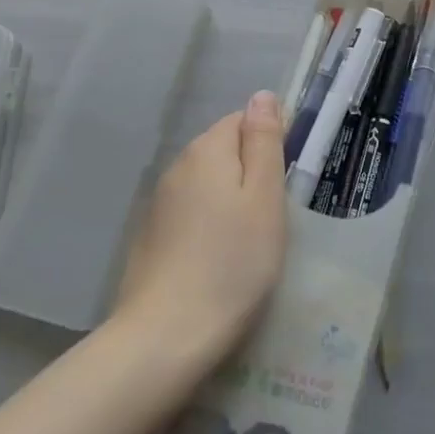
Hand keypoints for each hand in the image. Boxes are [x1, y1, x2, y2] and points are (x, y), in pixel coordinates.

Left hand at [113, 92, 288, 368]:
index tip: (283, 186)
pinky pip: (190, 214)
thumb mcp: (264, 198)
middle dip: (249, 175)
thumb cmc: (231, 263)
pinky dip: (208, 227)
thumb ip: (264, 142)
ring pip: (207, 185)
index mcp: (207, 150)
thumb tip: (262, 95)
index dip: (268, 146)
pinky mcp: (150, 237)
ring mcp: (159, 203)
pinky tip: (218, 261)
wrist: (164, 338)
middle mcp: (178, 166)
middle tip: (271, 219)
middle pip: (223, 151)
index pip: (243, 121)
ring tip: (248, 244)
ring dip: (228, 202)